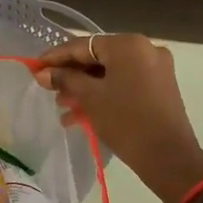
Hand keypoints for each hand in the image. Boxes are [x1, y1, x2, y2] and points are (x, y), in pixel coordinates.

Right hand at [34, 34, 202, 202]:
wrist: (168, 157)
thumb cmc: (125, 121)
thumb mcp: (90, 98)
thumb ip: (65, 79)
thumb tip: (43, 73)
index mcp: (128, 45)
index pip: (83, 45)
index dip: (56, 57)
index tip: (35, 67)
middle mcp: (145, 49)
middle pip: (98, 58)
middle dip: (72, 75)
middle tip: (49, 90)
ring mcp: (155, 69)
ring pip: (111, 73)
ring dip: (85, 88)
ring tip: (62, 107)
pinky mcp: (160, 88)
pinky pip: (124, 84)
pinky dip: (104, 94)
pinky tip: (81, 115)